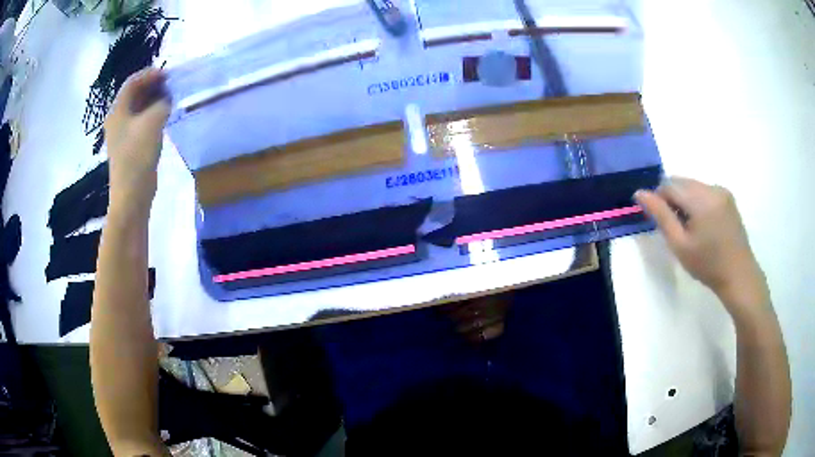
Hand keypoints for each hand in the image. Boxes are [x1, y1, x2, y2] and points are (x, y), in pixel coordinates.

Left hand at [103, 68, 170, 217]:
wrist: (132, 196)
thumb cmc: (137, 157)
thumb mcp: (153, 123)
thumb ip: (162, 104)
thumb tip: (167, 99)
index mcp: (117, 111)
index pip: (132, 82)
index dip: (150, 74)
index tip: (169, 75)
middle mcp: (117, 119)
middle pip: (134, 93)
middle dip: (152, 86)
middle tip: (171, 85)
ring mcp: (123, 133)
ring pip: (138, 107)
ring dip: (154, 99)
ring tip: (171, 98)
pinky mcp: (130, 145)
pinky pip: (141, 121)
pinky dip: (153, 114)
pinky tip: (165, 116)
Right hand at [635, 178, 768, 315]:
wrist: (738, 275)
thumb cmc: (707, 265)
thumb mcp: (680, 245)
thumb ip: (660, 216)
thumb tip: (640, 193)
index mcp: (700, 199)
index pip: (669, 185)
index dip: (659, 200)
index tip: (661, 222)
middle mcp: (711, 187)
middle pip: (681, 182)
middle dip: (673, 199)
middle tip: (676, 228)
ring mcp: (722, 190)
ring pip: (692, 185)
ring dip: (685, 200)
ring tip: (690, 228)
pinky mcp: (728, 196)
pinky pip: (704, 190)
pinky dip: (697, 202)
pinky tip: (703, 224)